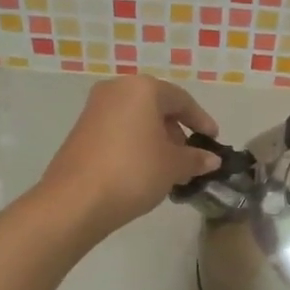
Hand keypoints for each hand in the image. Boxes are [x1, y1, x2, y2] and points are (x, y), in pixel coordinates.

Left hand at [39, 75, 220, 238]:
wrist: (76, 200)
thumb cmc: (134, 172)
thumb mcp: (173, 166)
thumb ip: (195, 158)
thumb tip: (211, 159)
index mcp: (142, 89)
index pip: (181, 100)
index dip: (201, 121)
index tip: (214, 140)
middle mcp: (116, 90)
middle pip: (156, 107)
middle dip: (176, 132)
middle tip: (190, 158)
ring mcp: (94, 109)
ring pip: (136, 120)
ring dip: (156, 140)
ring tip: (168, 169)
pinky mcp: (81, 131)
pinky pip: (119, 131)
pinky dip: (135, 145)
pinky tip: (143, 171)